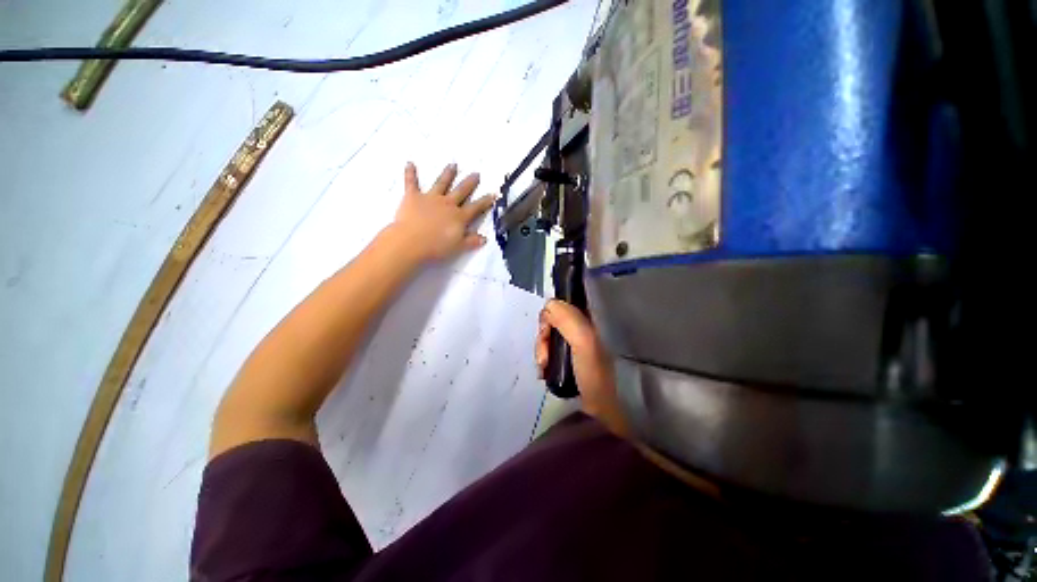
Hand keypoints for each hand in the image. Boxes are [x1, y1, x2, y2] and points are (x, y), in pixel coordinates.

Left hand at [391, 162, 495, 261]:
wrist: (411, 242)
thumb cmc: (436, 247)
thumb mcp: (458, 247)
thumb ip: (471, 241)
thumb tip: (484, 239)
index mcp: (459, 217)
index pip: (476, 207)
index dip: (485, 201)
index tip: (492, 193)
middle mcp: (447, 204)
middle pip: (461, 191)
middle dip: (470, 183)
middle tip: (476, 174)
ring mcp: (430, 198)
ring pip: (441, 183)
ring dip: (448, 174)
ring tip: (453, 164)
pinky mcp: (413, 197)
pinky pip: (411, 182)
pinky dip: (410, 173)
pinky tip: (410, 163)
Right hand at [535, 299, 628, 435]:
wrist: (608, 408)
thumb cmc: (597, 373)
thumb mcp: (584, 342)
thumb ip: (567, 319)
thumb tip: (549, 304)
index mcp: (589, 319)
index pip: (561, 305)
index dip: (549, 316)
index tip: (546, 333)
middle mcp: (582, 328)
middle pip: (552, 322)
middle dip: (543, 339)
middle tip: (544, 359)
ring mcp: (576, 345)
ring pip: (550, 338)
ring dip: (542, 351)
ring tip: (543, 368)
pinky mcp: (571, 360)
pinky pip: (551, 352)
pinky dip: (545, 360)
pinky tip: (544, 372)